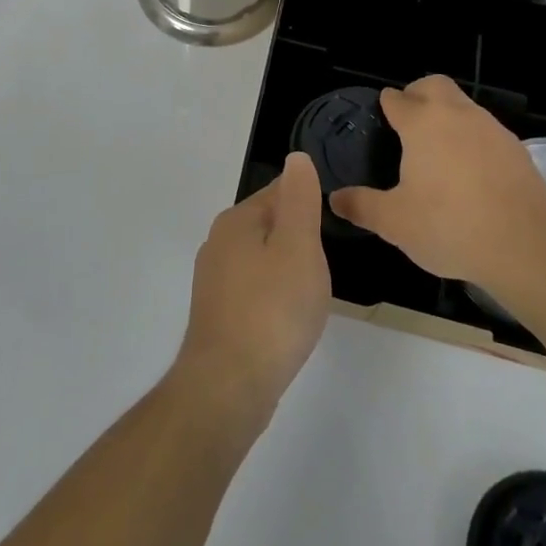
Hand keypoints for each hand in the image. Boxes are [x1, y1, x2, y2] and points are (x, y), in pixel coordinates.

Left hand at [172, 153, 331, 427]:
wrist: (229, 385)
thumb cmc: (272, 310)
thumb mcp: (298, 247)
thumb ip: (299, 200)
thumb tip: (297, 159)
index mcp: (236, 220)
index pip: (278, 191)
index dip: (308, 203)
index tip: (331, 224)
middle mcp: (218, 242)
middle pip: (268, 224)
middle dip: (298, 237)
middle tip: (325, 263)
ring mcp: (214, 280)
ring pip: (261, 259)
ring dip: (286, 268)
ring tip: (311, 292)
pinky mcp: (217, 313)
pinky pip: (253, 290)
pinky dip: (273, 296)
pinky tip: (288, 318)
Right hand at [329, 75, 545, 287]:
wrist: (528, 246)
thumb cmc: (450, 227)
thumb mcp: (395, 222)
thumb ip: (362, 206)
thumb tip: (334, 198)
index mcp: (422, 123)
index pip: (397, 99)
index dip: (386, 106)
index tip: (381, 120)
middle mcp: (457, 115)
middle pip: (434, 85)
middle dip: (418, 94)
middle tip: (408, 124)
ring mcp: (491, 128)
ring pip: (463, 106)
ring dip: (448, 116)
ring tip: (438, 152)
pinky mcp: (516, 149)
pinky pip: (486, 131)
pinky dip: (473, 140)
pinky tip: (470, 173)